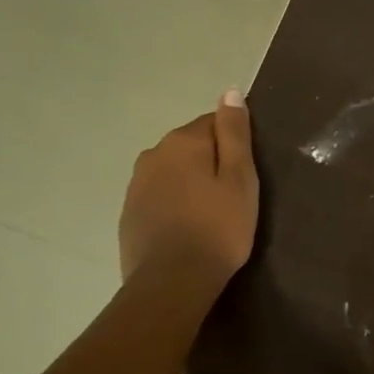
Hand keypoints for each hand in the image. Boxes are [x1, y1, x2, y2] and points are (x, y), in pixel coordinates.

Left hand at [118, 92, 259, 293]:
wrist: (172, 282)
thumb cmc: (218, 228)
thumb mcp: (240, 179)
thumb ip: (235, 133)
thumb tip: (231, 92)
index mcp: (183, 141)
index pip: (214, 123)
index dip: (234, 147)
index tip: (245, 175)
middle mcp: (153, 154)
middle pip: (191, 147)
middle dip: (210, 164)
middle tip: (231, 198)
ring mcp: (136, 184)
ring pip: (172, 172)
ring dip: (190, 184)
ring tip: (209, 216)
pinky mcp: (128, 213)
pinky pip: (158, 196)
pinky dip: (173, 205)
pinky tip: (186, 229)